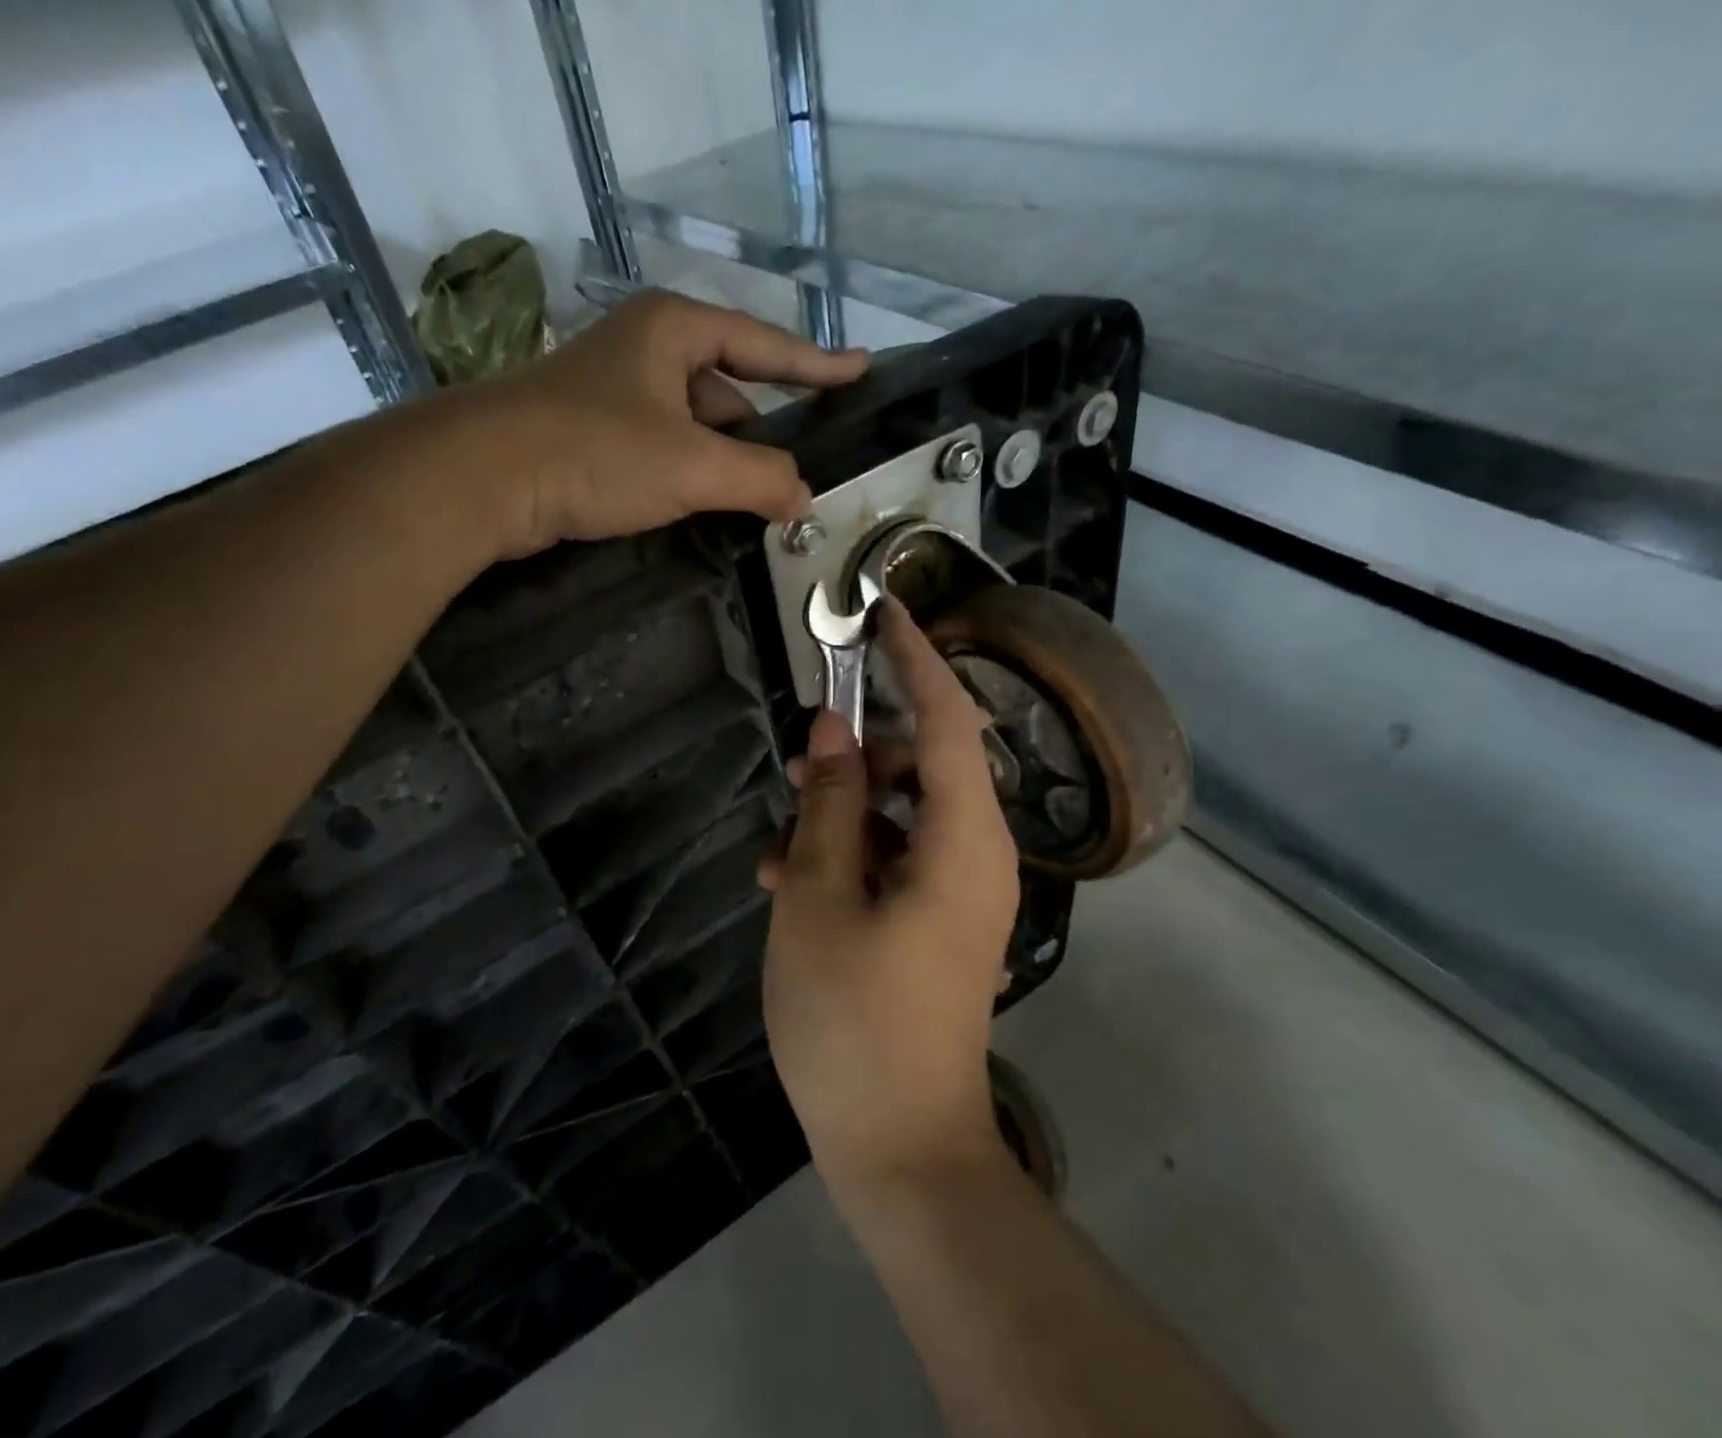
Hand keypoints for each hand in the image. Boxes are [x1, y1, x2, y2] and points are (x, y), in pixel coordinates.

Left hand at [440, 290, 866, 556]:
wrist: (482, 477)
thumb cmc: (595, 451)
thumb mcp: (691, 465)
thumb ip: (760, 478)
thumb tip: (804, 499)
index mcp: (674, 330)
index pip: (765, 345)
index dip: (817, 364)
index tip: (861, 371)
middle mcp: (646, 349)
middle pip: (728, 389)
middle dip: (762, 433)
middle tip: (798, 477)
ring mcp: (615, 392)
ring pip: (693, 425)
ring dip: (724, 463)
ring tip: (757, 504)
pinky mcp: (591, 433)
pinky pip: (662, 449)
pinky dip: (688, 476)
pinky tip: (702, 507)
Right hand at [761, 598, 1020, 1191]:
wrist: (898, 1145)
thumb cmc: (853, 1019)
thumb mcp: (818, 897)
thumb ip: (831, 806)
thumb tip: (832, 733)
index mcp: (964, 841)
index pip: (949, 720)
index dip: (917, 659)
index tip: (884, 611)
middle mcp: (978, 855)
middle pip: (923, 765)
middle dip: (858, 759)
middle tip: (794, 776)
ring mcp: (961, 891)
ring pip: (902, 813)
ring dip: (841, 815)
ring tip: (778, 856)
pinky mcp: (939, 919)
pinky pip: (898, 857)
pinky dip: (850, 855)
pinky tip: (792, 885)